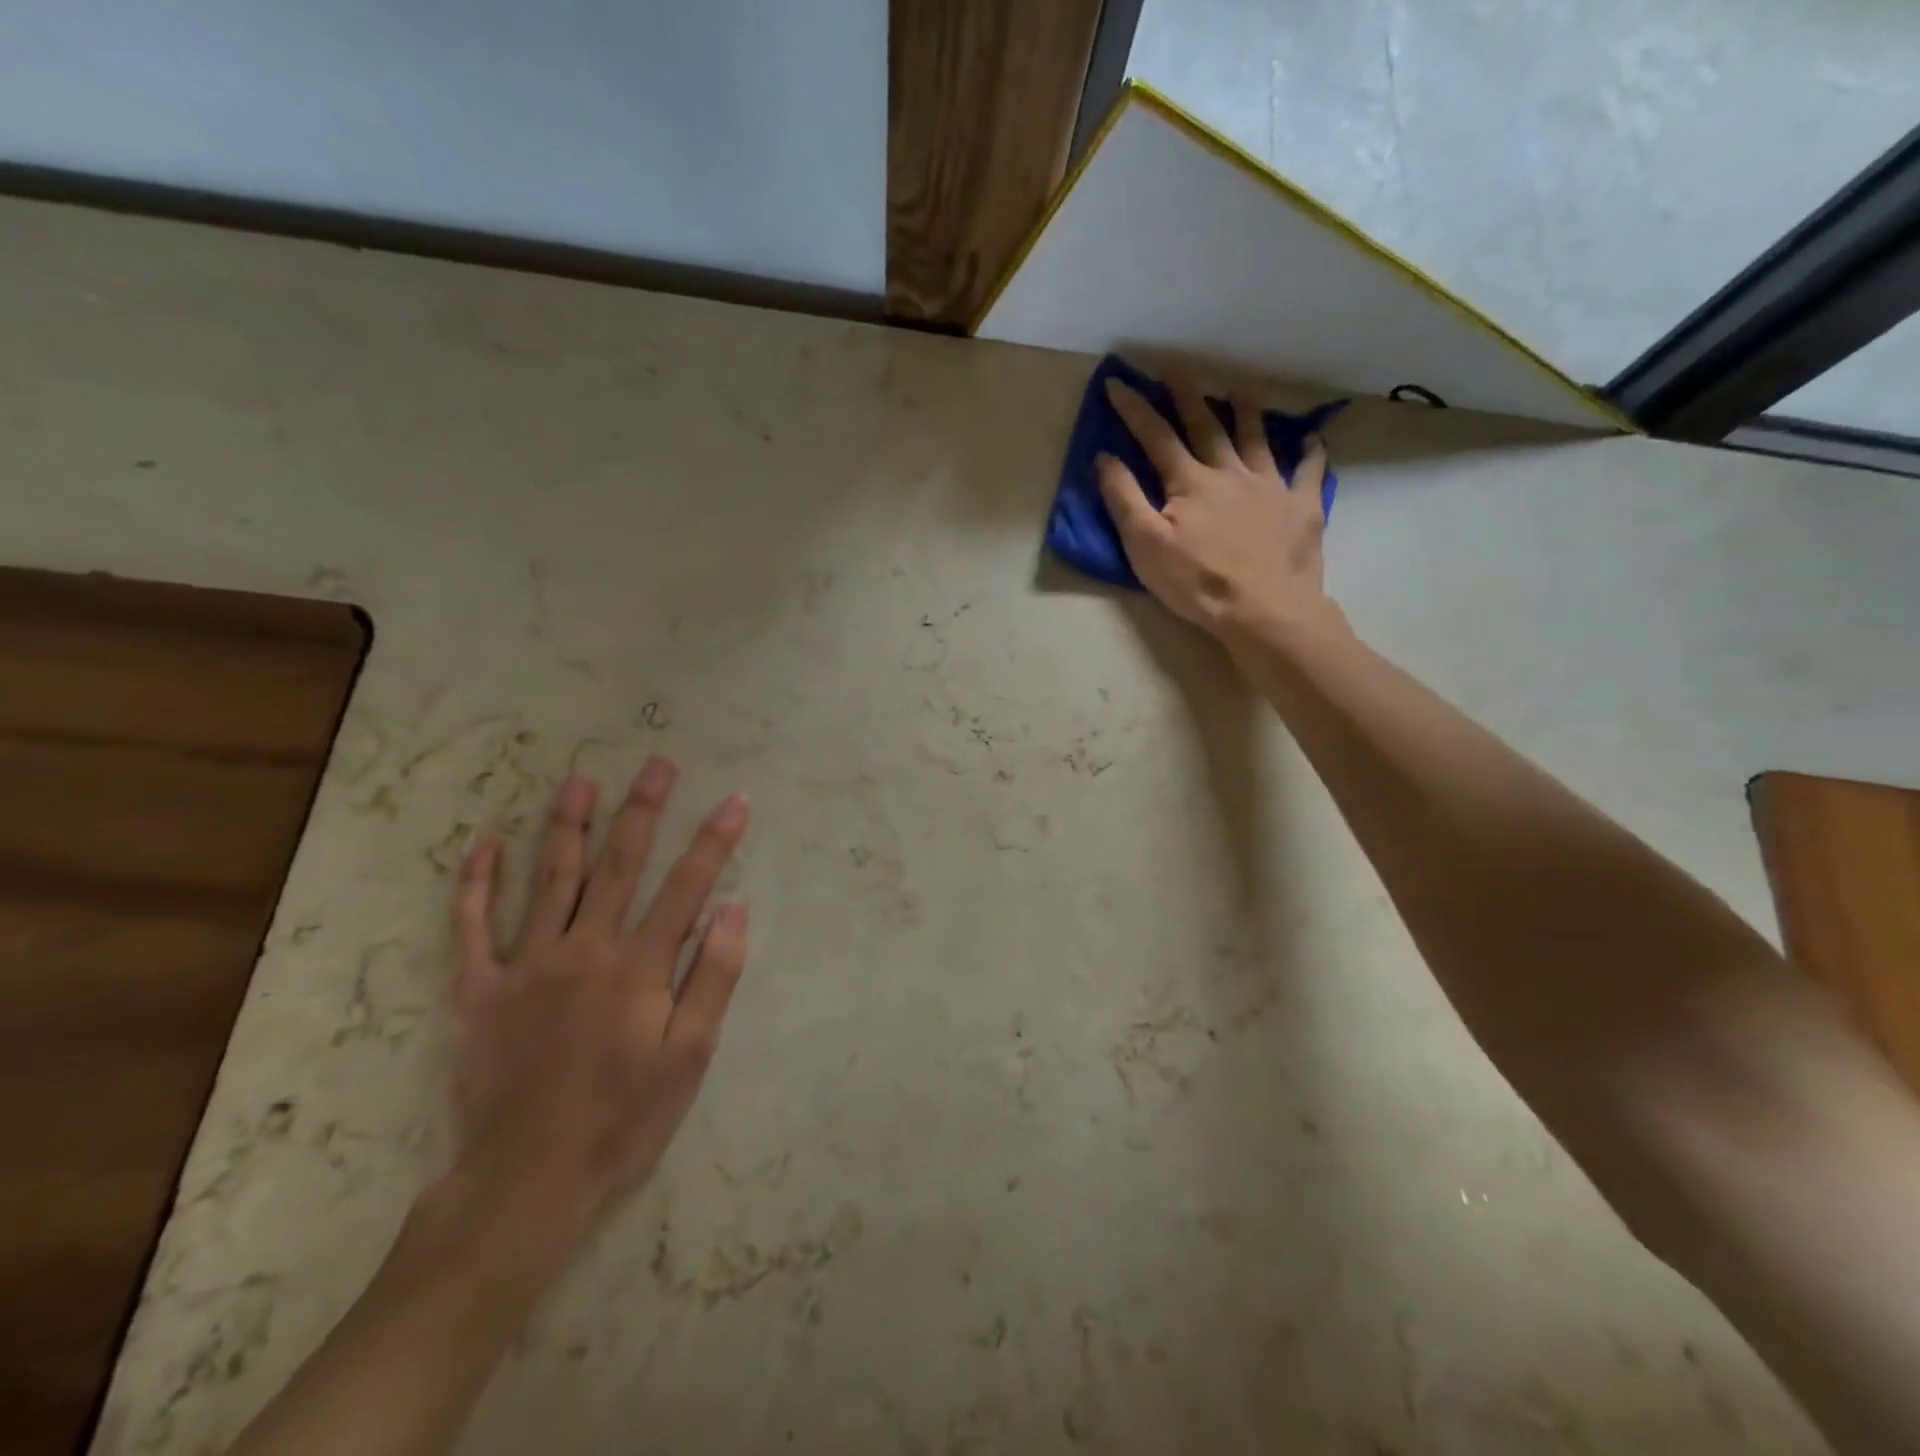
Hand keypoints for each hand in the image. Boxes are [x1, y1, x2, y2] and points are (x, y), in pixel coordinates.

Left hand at [446, 757, 750, 1238]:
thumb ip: (712, 978)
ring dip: (568, 824)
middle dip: (644, 809)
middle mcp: (584, 950)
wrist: (524, 1186)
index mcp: (638, 968)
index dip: (715, 840)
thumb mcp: (689, 1058)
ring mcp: (525, 966)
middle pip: (619, 864)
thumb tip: (734, 909)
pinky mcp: (477, 991)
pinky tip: (484, 843)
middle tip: (658, 763)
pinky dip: (476, 883)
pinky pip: (471, 927)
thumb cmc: (622, 1122)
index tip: (736, 800)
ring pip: (550, 878)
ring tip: (580, 779)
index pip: (687, 887)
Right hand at [1097, 375, 1338, 645]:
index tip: (1118, 382)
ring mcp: (1270, 487)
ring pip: (1257, 439)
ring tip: (1242, 388)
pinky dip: (1310, 454)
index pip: (1156, 436)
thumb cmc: (1197, 583)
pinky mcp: (1301, 507)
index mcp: (1190, 482)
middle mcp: (1230, 472)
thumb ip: (1124, 499)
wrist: (1264, 610)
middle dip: (1188, 394)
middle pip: (1206, 425)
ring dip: (1247, 412)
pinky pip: (1308, 473)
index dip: (1135, 409)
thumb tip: (1105, 457)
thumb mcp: (1146, 546)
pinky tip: (1312, 442)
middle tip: (1177, 366)